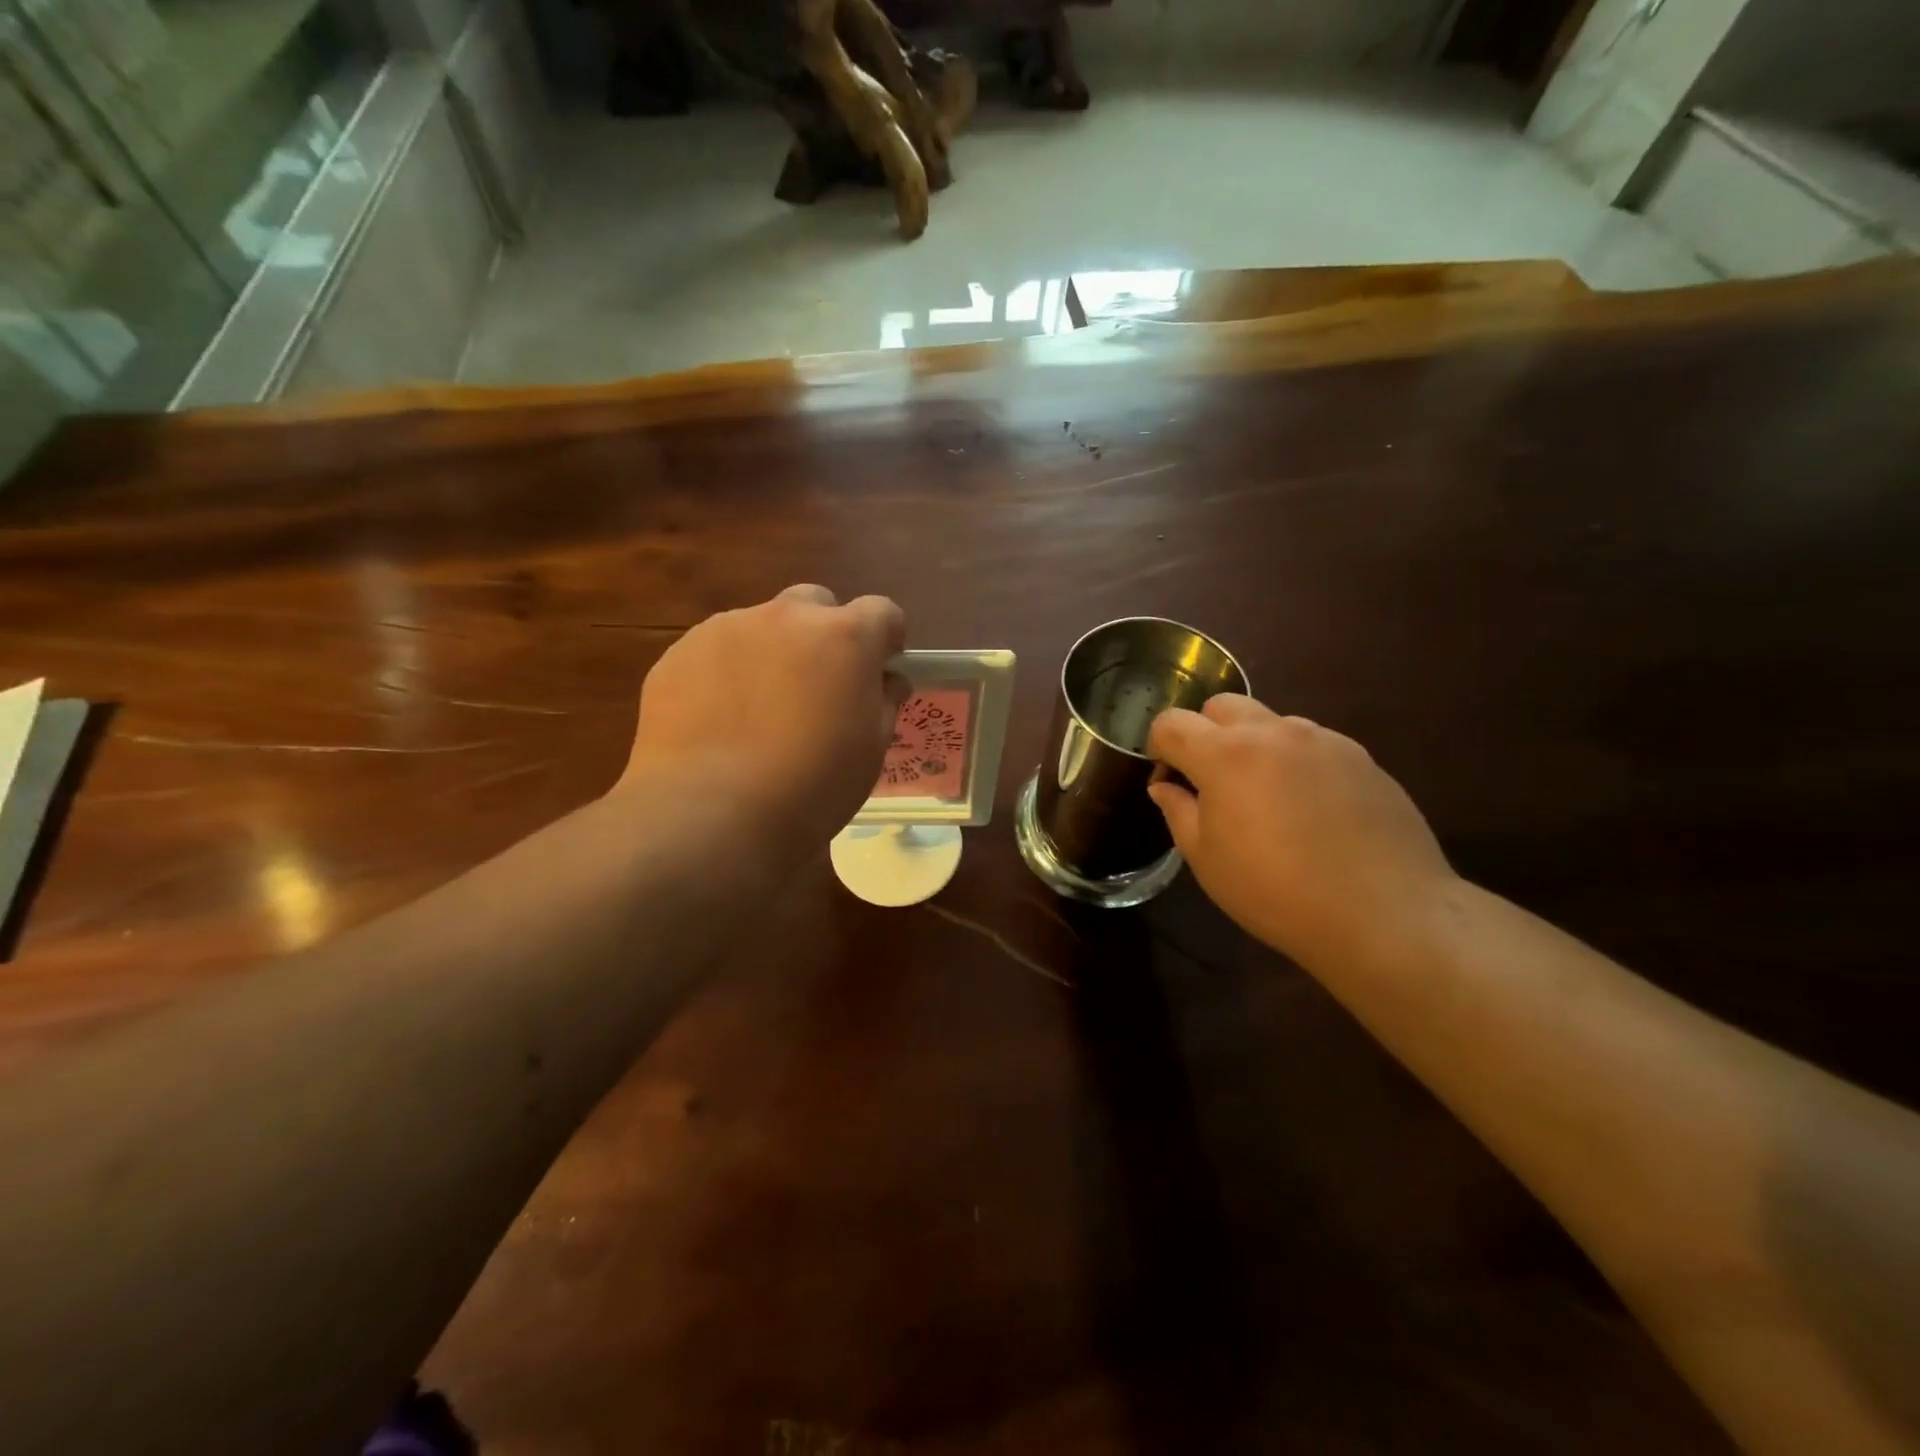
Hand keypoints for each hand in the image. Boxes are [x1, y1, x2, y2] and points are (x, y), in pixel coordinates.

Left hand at [617, 585, 907, 851]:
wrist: (711, 813)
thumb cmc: (811, 785)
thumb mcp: (870, 750)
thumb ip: (883, 701)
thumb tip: (886, 680)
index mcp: (844, 636)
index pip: (882, 611)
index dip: (885, 640)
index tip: (878, 671)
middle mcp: (787, 617)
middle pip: (816, 605)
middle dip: (824, 634)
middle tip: (817, 686)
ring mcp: (727, 628)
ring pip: (762, 626)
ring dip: (772, 652)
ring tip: (758, 710)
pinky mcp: (680, 652)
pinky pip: (717, 651)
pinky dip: (726, 673)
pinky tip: (719, 721)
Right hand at [1147, 695, 1455, 965]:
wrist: (1385, 914)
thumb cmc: (1276, 892)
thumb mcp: (1207, 859)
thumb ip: (1178, 811)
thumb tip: (1166, 787)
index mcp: (1226, 754)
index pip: (1171, 723)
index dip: (1158, 747)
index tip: (1168, 780)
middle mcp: (1273, 732)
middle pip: (1221, 706)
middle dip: (1205, 733)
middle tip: (1212, 782)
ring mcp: (1323, 740)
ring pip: (1270, 722)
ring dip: (1253, 745)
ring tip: (1266, 797)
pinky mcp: (1360, 757)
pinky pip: (1311, 744)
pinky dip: (1294, 762)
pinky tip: (1310, 809)